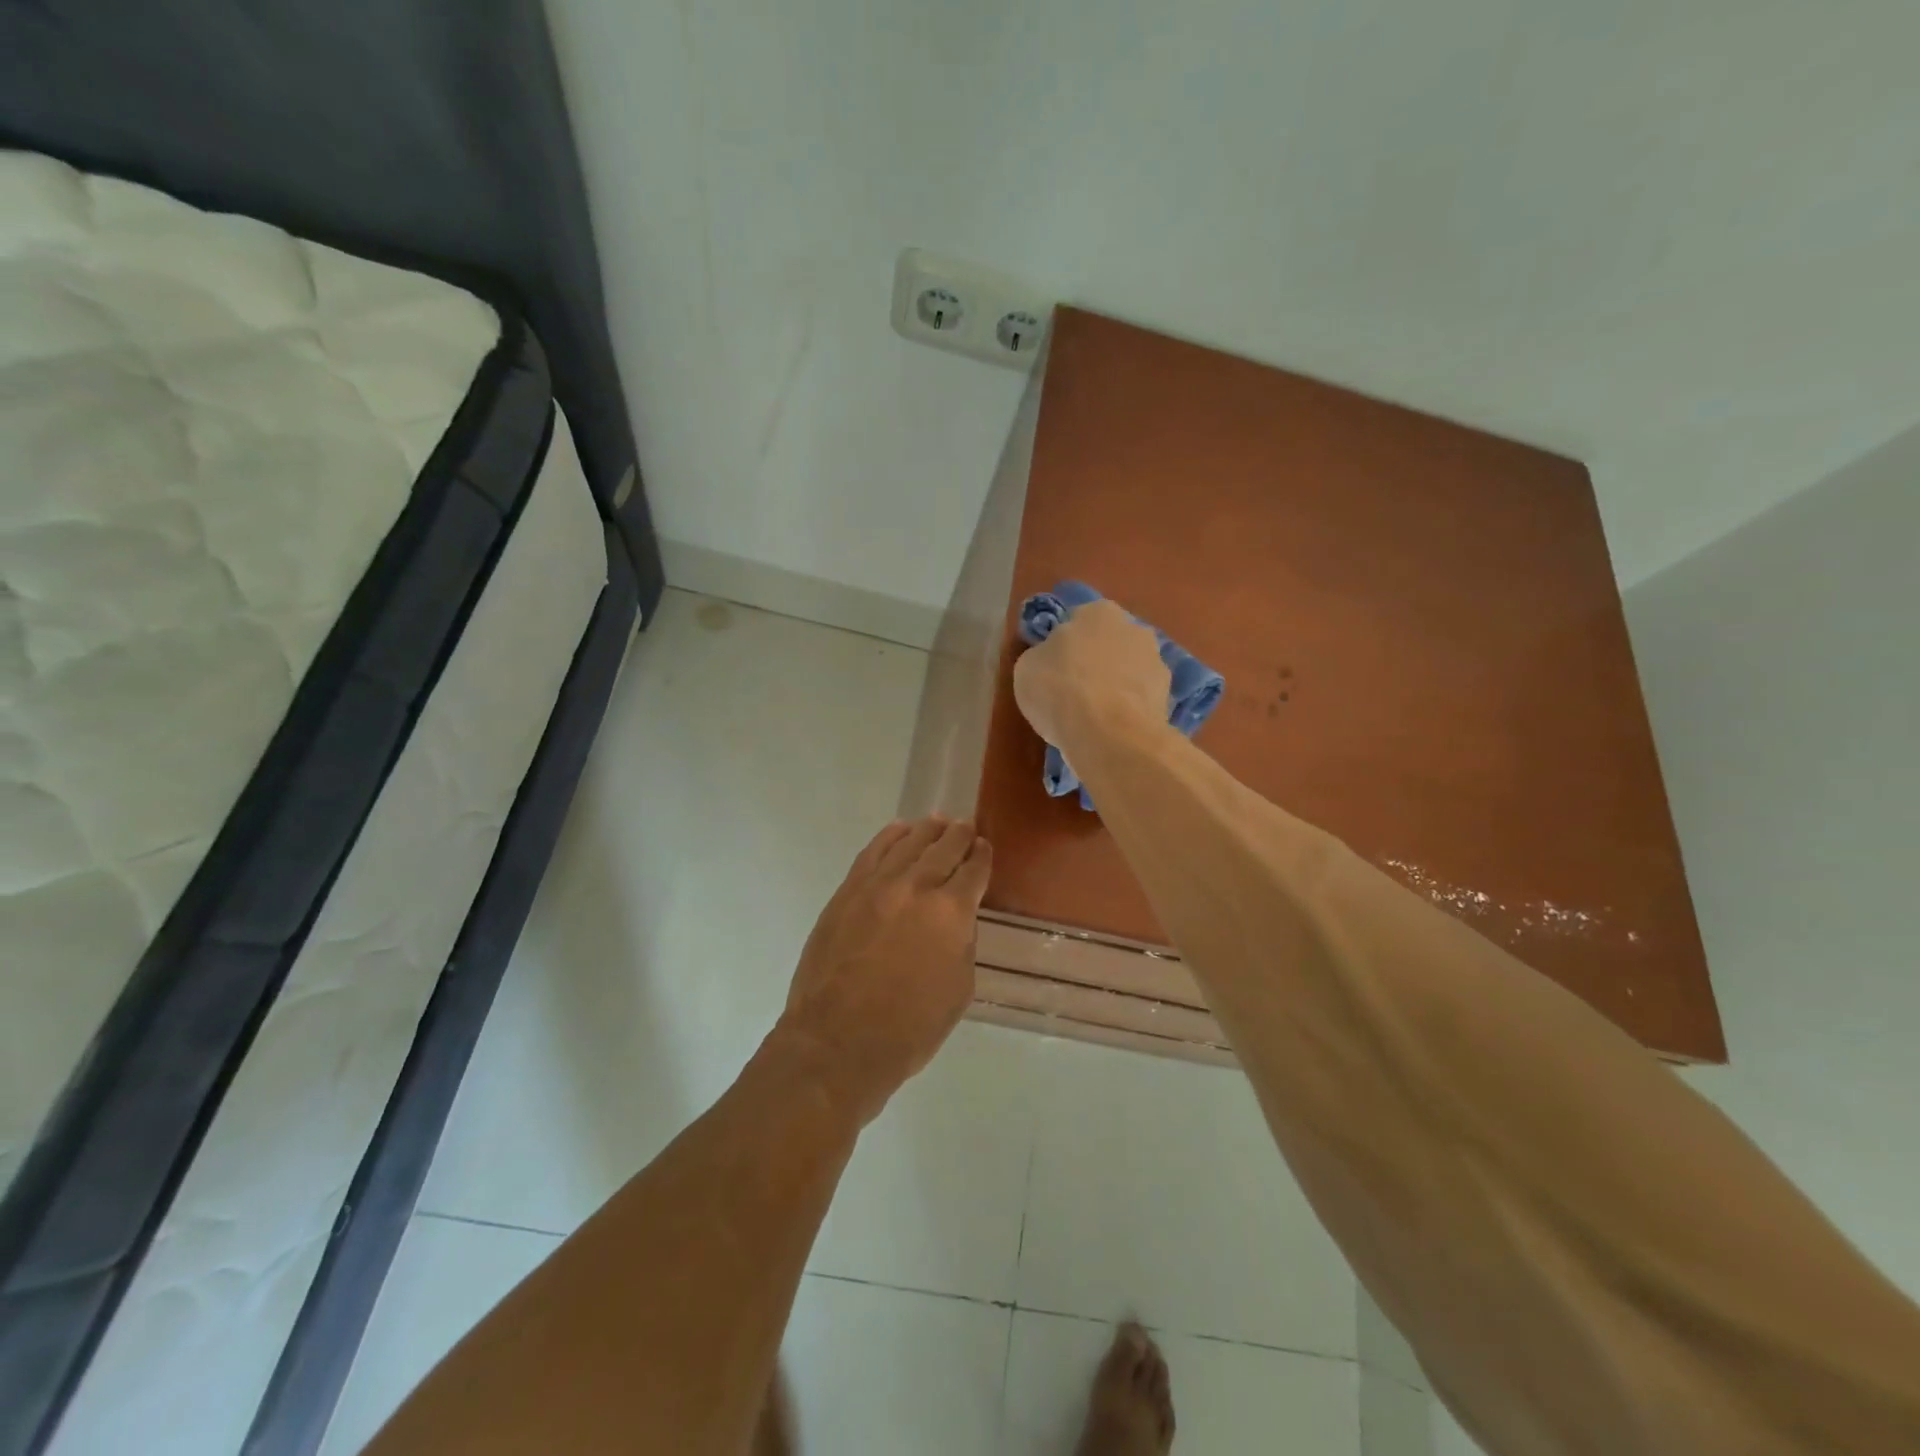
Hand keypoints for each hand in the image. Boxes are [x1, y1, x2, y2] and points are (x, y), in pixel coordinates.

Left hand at [775, 817, 991, 1125]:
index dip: (982, 857)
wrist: (837, 1041)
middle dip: (959, 835)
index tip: (985, 848)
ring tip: (937, 822)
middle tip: (966, 827)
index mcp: (951, 912)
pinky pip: (872, 852)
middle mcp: (916, 887)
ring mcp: (877, 885)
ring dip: (927, 830)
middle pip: (943, 848)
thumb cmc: (908, 1029)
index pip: (974, 871)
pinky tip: (899, 831)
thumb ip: (961, 945)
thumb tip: (955, 921)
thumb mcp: (958, 990)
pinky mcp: (847, 892)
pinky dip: (889, 837)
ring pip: (908, 843)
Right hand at [1013, 598, 1169, 752]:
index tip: (1053, 670)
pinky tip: (1112, 729)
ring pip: (1127, 671)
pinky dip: (1128, 709)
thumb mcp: (1026, 669)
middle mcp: (1133, 628)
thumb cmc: (1059, 690)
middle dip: (1094, 662)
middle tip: (1073, 691)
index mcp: (1097, 612)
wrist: (1108, 734)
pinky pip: (1139, 699)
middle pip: (1107, 644)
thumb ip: (1041, 656)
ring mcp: (1156, 662)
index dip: (1063, 647)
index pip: (1076, 622)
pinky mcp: (1168, 697)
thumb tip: (1051, 659)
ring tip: (1093, 717)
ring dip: (1115, 686)